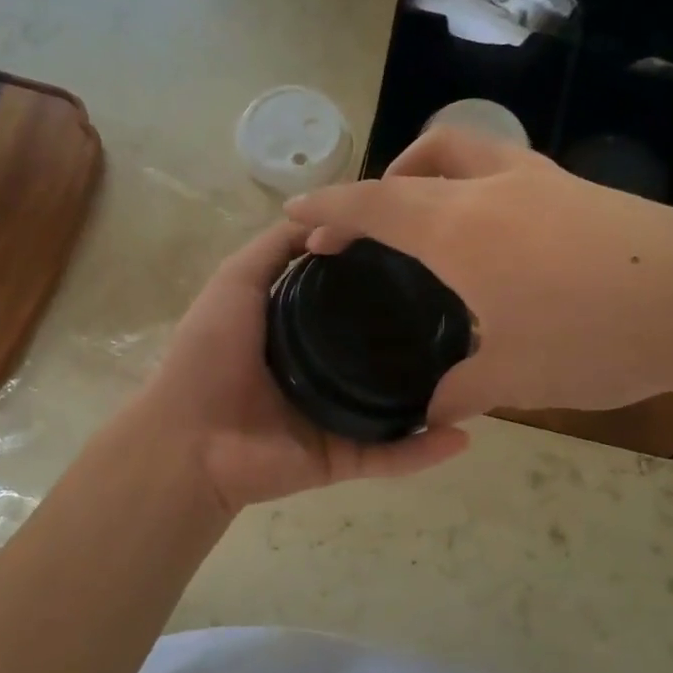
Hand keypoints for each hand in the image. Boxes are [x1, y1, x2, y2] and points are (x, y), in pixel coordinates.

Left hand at [137, 221, 468, 513]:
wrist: (188, 439)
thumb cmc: (209, 354)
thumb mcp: (237, 282)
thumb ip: (274, 250)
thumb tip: (321, 214)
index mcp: (304, 332)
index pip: (358, 304)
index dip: (390, 283)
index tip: (434, 260)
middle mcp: (326, 371)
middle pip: (384, 354)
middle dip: (424, 341)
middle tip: (474, 319)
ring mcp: (338, 417)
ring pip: (398, 406)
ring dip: (438, 397)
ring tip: (484, 375)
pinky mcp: (343, 458)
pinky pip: (391, 456)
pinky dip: (425, 451)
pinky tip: (463, 436)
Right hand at [285, 128, 672, 422]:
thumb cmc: (597, 336)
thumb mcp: (515, 377)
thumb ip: (459, 391)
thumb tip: (427, 413)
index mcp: (460, 227)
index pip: (374, 204)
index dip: (328, 206)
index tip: (297, 212)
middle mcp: (496, 187)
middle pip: (427, 152)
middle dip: (387, 176)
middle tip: (375, 218)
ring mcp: (546, 180)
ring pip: (475, 149)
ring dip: (439, 172)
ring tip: (435, 221)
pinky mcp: (585, 190)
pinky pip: (512, 173)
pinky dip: (483, 190)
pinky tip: (502, 243)